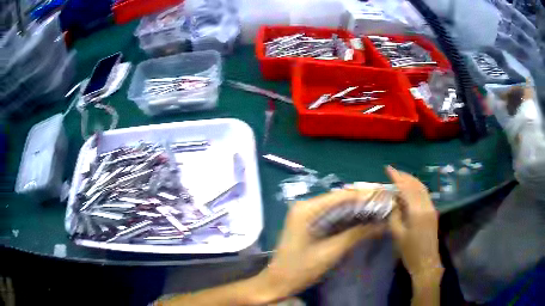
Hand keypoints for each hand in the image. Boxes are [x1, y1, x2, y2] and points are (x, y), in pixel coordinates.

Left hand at [256, 190, 385, 300]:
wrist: (277, 282)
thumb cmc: (300, 268)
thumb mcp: (331, 252)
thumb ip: (356, 234)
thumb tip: (382, 224)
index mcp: (307, 209)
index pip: (341, 195)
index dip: (365, 196)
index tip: (385, 199)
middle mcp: (306, 206)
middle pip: (340, 199)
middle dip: (363, 202)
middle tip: (385, 205)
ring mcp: (307, 214)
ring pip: (338, 207)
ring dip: (358, 210)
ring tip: (380, 212)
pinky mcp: (310, 223)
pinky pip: (333, 216)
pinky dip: (348, 219)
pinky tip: (364, 221)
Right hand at [386, 166, 441, 276]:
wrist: (426, 262)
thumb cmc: (410, 252)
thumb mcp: (398, 235)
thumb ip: (395, 216)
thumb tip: (394, 202)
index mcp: (417, 212)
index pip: (406, 189)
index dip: (397, 177)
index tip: (388, 169)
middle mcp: (426, 206)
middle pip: (416, 185)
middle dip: (405, 176)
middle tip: (393, 171)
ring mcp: (432, 208)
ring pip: (422, 188)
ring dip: (411, 181)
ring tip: (401, 177)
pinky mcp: (433, 212)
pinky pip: (425, 195)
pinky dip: (416, 188)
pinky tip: (410, 190)